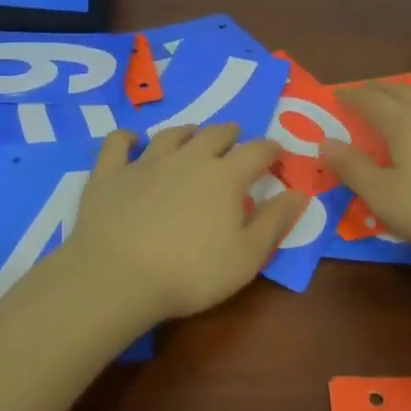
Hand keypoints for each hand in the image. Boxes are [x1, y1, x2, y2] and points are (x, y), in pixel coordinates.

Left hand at [64, 123, 307, 320]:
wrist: (116, 278)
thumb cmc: (190, 273)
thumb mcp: (247, 257)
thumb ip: (275, 222)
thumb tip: (300, 193)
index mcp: (225, 176)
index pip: (257, 151)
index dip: (270, 149)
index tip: (277, 153)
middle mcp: (189, 159)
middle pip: (215, 134)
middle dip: (230, 134)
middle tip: (235, 140)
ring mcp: (146, 163)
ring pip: (171, 135)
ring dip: (187, 133)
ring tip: (192, 136)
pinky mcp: (110, 174)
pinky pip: (118, 143)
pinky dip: (127, 138)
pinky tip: (131, 141)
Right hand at [320, 85, 410, 269]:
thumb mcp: (382, 196)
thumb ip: (352, 168)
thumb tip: (325, 142)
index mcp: (402, 124)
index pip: (370, 101)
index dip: (351, 96)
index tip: (336, 95)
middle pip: (402, 92)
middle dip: (380, 90)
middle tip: (365, 93)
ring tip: (407, 98)